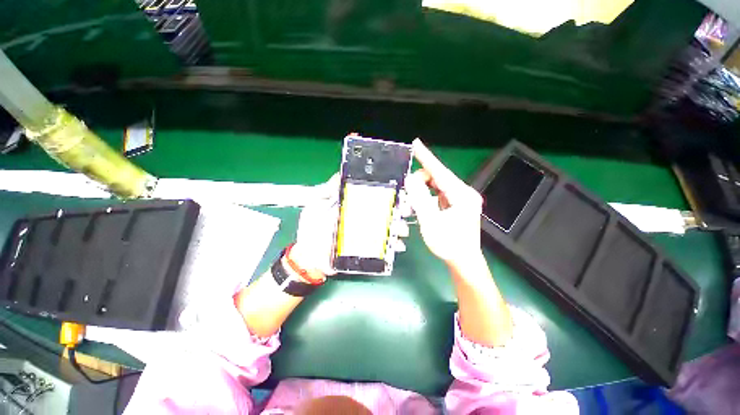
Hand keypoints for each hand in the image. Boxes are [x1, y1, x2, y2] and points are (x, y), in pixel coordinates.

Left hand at [291, 173, 409, 276]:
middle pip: (385, 211)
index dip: (386, 193)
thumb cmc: (312, 228)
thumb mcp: (315, 204)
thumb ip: (326, 190)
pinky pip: (383, 247)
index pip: (373, 196)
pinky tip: (398, 245)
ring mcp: (366, 234)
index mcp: (353, 206)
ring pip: (387, 228)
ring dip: (398, 227)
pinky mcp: (367, 249)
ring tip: (402, 229)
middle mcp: (363, 218)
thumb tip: (340, 175)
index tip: (398, 191)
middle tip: (406, 209)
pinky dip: (393, 246)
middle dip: (398, 209)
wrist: (309, 256)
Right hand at [404, 139, 483, 266]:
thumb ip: (420, 199)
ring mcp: (462, 199)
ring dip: (424, 191)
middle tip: (408, 193)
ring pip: (438, 186)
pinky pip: (440, 194)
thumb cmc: (448, 244)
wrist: (464, 261)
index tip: (415, 144)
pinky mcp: (458, 205)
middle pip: (438, 178)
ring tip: (414, 202)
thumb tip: (410, 179)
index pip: (440, 171)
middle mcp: (464, 193)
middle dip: (421, 182)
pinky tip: (423, 206)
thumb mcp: (430, 222)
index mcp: (461, 195)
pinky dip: (429, 197)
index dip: (426, 157)